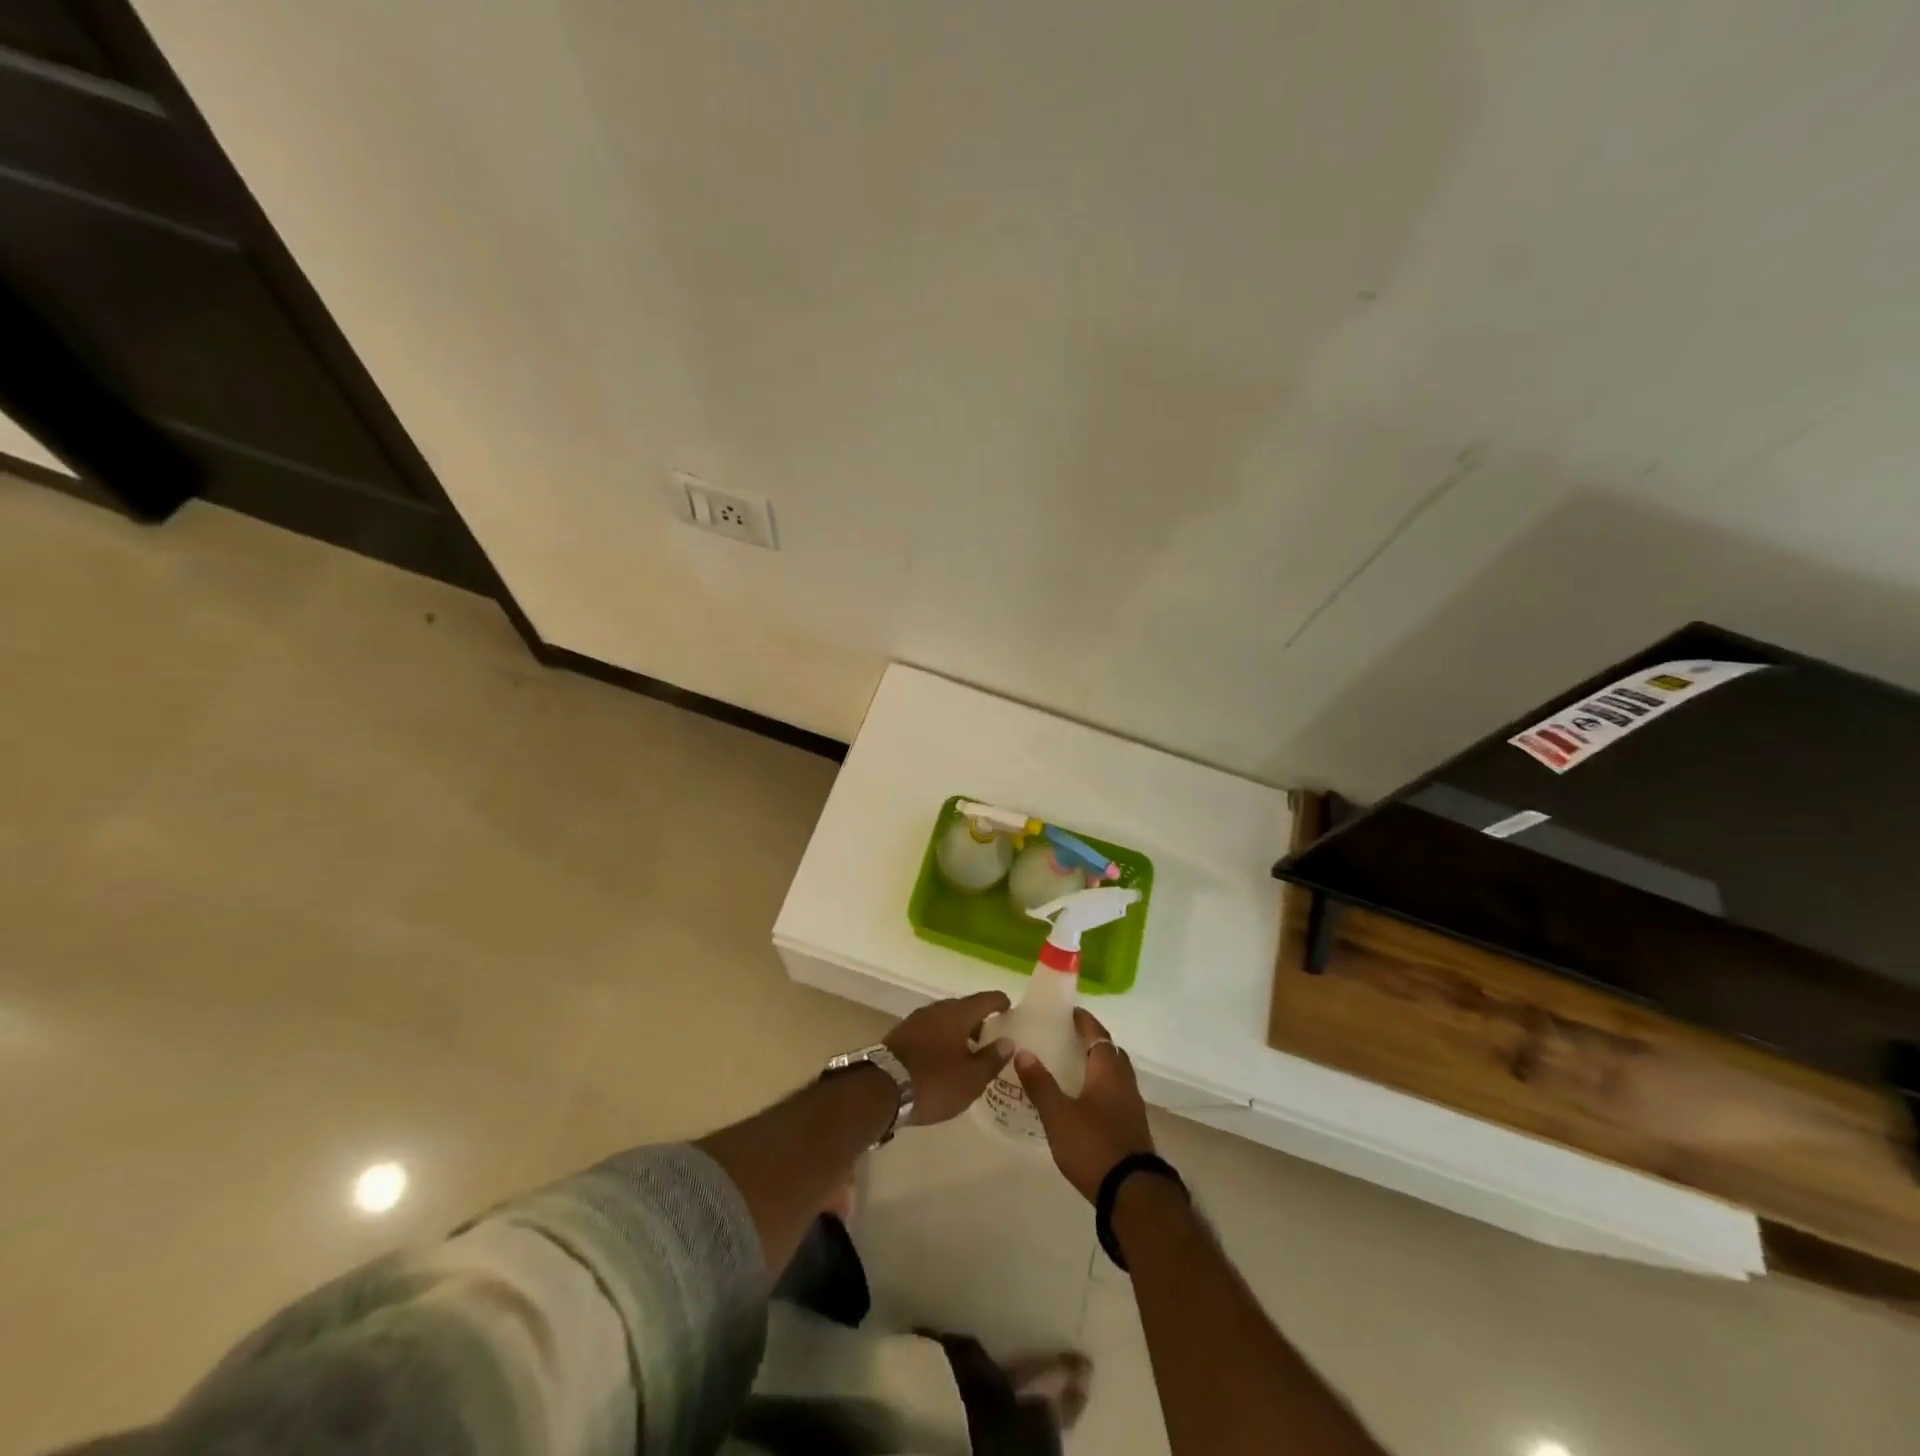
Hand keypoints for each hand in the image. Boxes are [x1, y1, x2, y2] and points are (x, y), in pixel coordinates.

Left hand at [885, 991, 1014, 1125]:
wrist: (880, 1090)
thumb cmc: (934, 1081)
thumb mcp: (971, 1078)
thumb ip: (992, 1059)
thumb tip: (1007, 1042)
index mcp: (957, 1013)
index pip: (985, 999)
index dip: (999, 1002)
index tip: (1009, 1008)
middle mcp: (936, 1009)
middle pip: (963, 1009)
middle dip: (978, 1021)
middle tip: (991, 1037)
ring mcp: (915, 1021)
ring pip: (945, 1021)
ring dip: (958, 1032)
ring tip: (969, 1052)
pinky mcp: (900, 1036)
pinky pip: (929, 1032)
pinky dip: (941, 1041)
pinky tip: (945, 1060)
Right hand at [1014, 1008, 1154, 1201]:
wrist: (1133, 1194)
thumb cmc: (1094, 1146)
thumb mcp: (1059, 1115)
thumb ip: (1040, 1083)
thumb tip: (1023, 1051)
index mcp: (1108, 1070)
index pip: (1097, 1034)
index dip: (1083, 1020)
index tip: (1068, 1011)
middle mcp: (1124, 1081)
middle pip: (1109, 1051)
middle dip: (1090, 1041)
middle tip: (1065, 1037)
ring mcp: (1131, 1105)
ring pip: (1113, 1073)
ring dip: (1095, 1064)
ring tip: (1069, 1066)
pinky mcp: (1131, 1126)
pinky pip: (1114, 1093)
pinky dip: (1099, 1086)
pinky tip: (1081, 1099)